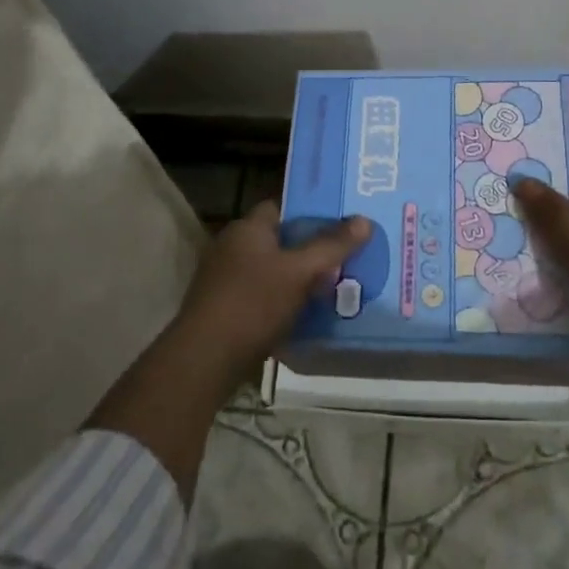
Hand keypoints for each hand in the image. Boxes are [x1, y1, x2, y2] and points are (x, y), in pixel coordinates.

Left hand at [176, 202, 371, 386]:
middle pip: (278, 241)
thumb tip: (364, 220)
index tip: (339, 226)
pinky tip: (303, 319)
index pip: (280, 208)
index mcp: (247, 228)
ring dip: (295, 281)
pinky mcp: (222, 310)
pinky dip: (280, 305)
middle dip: (308, 252)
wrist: (204, 360)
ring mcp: (223, 280)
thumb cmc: (253, 303)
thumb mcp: (299, 272)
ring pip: (270, 272)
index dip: (309, 214)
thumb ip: (331, 246)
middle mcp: (231, 247)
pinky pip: (260, 298)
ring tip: (331, 291)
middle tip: (343, 261)